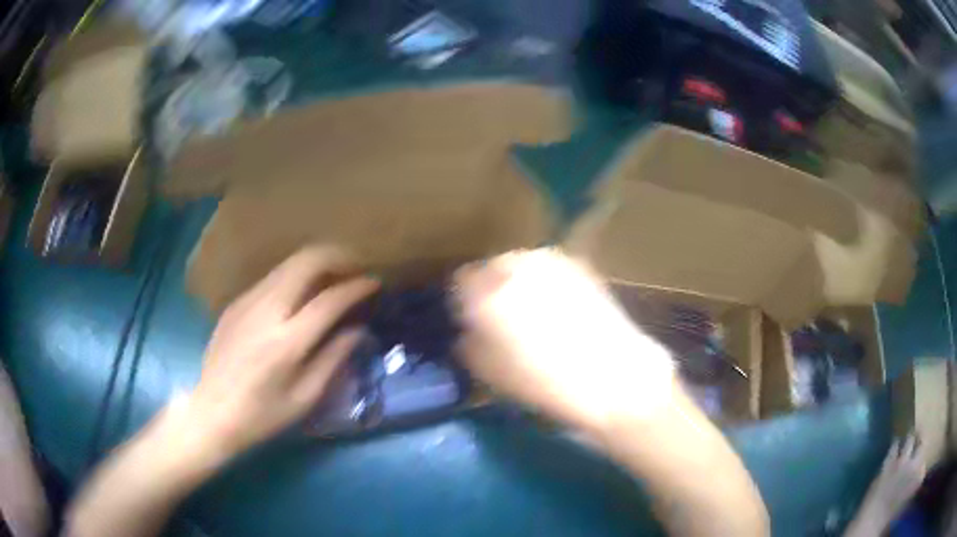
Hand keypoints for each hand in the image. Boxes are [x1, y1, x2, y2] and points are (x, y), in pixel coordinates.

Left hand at [173, 247, 378, 465]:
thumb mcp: (305, 397)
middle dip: (337, 257)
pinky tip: (301, 297)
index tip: (374, 283)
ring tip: (333, 278)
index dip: (357, 287)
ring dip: (316, 264)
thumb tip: (356, 329)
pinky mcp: (235, 303)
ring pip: (288, 264)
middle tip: (355, 269)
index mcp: (287, 341)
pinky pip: (272, 278)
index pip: (330, 299)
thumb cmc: (263, 415)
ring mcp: (247, 302)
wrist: (212, 412)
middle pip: (307, 261)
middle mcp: (266, 310)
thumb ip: (334, 358)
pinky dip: (295, 277)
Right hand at [453, 249, 675, 432]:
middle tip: (499, 319)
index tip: (469, 322)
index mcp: (487, 289)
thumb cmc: (545, 382)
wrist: (613, 376)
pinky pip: (548, 270)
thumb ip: (467, 344)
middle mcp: (516, 264)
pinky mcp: (580, 266)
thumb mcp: (489, 373)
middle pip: (490, 268)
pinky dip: (545, 284)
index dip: (462, 303)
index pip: (459, 282)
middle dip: (490, 289)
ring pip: (520, 265)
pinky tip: (558, 310)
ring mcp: (552, 260)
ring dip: (518, 284)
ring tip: (532, 314)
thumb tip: (467, 330)